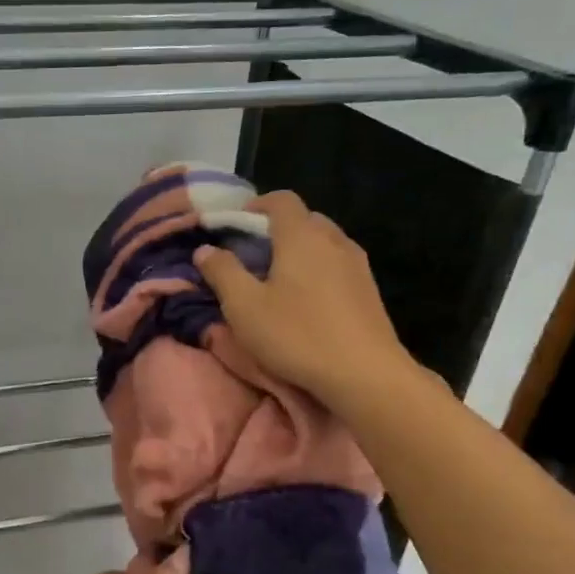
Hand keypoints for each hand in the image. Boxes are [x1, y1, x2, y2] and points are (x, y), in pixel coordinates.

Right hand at [193, 190, 414, 407]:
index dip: (257, 205)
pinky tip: (307, 300)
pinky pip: (338, 264)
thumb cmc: (297, 334)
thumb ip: (222, 272)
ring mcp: (357, 264)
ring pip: (325, 242)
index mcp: (301, 236)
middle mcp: (333, 240)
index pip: (281, 200)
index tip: (236, 224)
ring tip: (279, 278)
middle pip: (305, 219)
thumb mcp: (244, 306)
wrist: (365, 373)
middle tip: (254, 255)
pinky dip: (319, 269)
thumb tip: (205, 249)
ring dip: (300, 250)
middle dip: (278, 229)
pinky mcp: (369, 290)